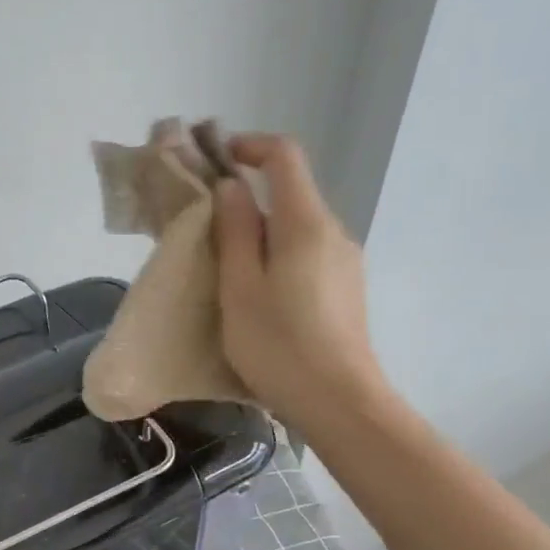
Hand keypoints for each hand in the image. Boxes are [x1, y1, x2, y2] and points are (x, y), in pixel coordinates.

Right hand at [214, 134, 387, 436]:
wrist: (339, 402)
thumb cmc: (279, 345)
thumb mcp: (240, 288)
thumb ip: (234, 232)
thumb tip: (231, 188)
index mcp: (305, 224)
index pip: (284, 157)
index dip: (249, 147)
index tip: (215, 160)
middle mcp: (333, 232)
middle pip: (289, 195)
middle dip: (246, 200)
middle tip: (203, 230)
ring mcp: (344, 262)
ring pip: (296, 229)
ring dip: (259, 234)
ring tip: (224, 270)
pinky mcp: (345, 289)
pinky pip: (306, 255)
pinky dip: (276, 257)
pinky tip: (257, 297)